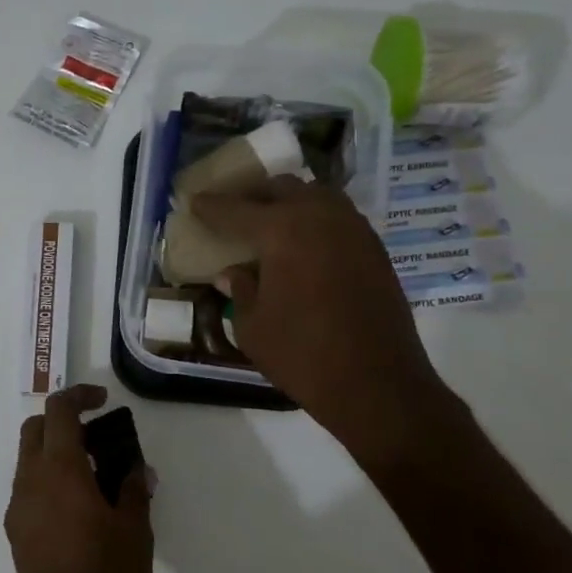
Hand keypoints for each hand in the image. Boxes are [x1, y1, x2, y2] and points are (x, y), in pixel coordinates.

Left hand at [5, 385, 153, 572]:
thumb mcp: (136, 531)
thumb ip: (134, 488)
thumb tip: (136, 468)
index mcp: (59, 473)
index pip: (58, 412)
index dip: (79, 395)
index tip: (103, 399)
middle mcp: (29, 484)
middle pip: (34, 430)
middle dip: (61, 421)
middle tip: (98, 437)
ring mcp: (18, 512)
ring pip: (28, 461)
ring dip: (55, 453)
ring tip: (95, 476)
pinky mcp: (16, 537)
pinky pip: (28, 491)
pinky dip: (48, 481)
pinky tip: (79, 507)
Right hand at [192, 179, 458, 467]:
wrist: (377, 383)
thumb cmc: (302, 355)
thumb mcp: (252, 327)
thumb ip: (240, 291)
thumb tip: (233, 273)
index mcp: (283, 231)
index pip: (237, 210)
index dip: (212, 206)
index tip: (194, 202)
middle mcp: (320, 217)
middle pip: (281, 189)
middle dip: (253, 196)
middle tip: (234, 211)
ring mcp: (354, 230)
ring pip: (316, 196)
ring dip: (290, 202)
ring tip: (270, 222)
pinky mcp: (375, 250)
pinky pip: (339, 217)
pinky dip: (315, 220)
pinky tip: (304, 244)